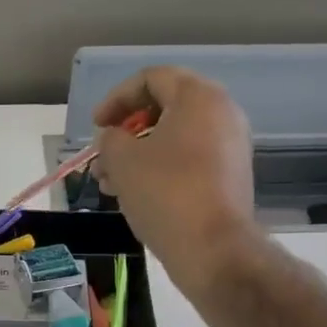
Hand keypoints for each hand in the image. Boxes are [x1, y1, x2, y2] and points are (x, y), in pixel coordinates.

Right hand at [92, 66, 257, 294]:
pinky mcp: (229, 177)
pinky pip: (188, 160)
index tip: (97, 126)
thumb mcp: (122, 161)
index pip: (152, 79)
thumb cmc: (164, 193)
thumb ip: (110, 139)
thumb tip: (114, 139)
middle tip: (103, 156)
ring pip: (174, 139)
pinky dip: (160, 169)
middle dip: (126, 131)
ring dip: (138, 155)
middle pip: (164, 108)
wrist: (212, 248)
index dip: (116, 98)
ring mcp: (230, 147)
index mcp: (199, 98)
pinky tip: (135, 195)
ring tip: (109, 183)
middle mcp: (222, 113)